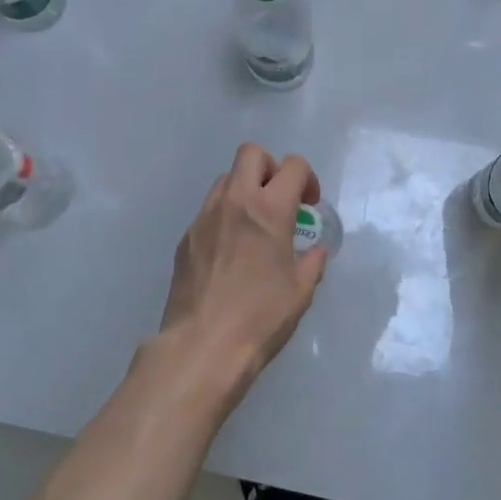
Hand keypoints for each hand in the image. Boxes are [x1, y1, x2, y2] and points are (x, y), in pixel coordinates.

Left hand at [156, 143, 327, 403]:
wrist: (203, 345)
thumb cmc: (261, 318)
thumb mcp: (301, 291)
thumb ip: (312, 261)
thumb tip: (314, 250)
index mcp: (269, 210)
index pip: (293, 166)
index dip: (307, 179)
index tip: (309, 205)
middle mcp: (234, 202)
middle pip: (251, 154)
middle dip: (271, 168)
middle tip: (280, 200)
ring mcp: (204, 217)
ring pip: (226, 178)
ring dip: (245, 190)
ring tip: (254, 225)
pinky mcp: (186, 237)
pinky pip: (208, 209)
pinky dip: (225, 216)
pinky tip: (231, 251)